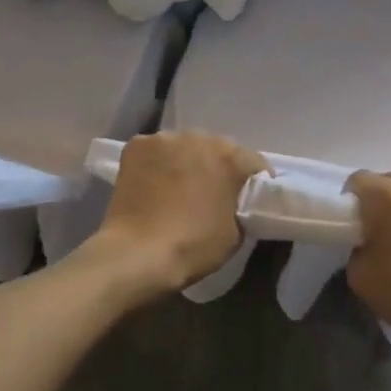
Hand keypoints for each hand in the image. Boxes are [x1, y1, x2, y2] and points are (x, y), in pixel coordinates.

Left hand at [95, 132, 267, 294]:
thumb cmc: (193, 246)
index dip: (254, 181)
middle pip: (216, 149)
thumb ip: (241, 207)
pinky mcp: (137, 144)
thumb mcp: (236, 234)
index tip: (248, 199)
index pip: (254, 163)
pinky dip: (156, 163)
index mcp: (232, 158)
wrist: (138, 253)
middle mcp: (201, 137)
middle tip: (209, 193)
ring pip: (183, 147)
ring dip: (185, 162)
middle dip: (216, 167)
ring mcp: (166, 138)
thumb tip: (232, 203)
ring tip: (176, 188)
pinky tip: (150, 184)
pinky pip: (155, 151)